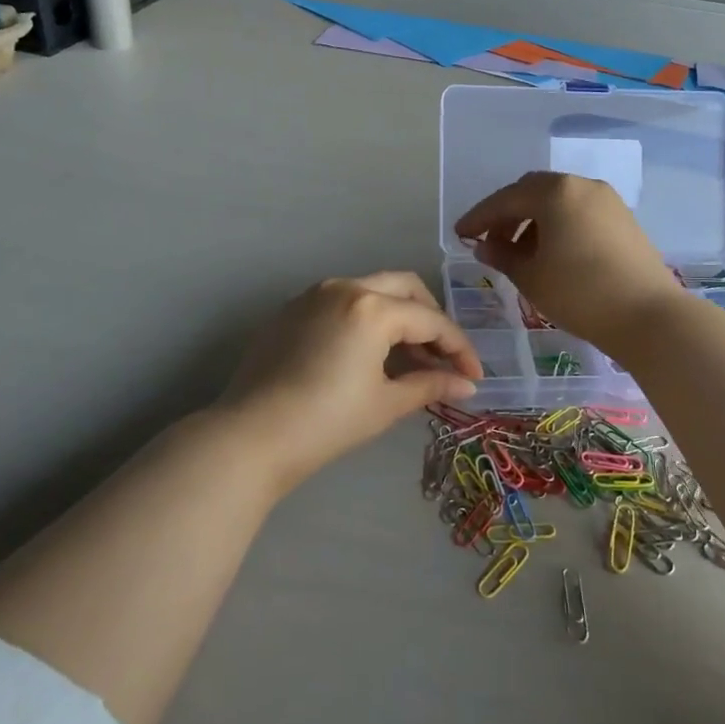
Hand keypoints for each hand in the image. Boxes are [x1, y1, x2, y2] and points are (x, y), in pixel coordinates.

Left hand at [217, 273, 481, 487]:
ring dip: (397, 316)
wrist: (251, 436)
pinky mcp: (291, 310)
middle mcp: (344, 287)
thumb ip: (430, 385)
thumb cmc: (326, 421)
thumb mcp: (386, 404)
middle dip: (430, 318)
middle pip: (404, 288)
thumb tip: (467, 385)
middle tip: (442, 355)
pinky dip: (365, 319)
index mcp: (372, 307)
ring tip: (408, 358)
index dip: (459, 348)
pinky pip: (342, 302)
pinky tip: (367, 354)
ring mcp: (313, 295)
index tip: (474, 375)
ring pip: (371, 290)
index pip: (430, 320)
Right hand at [454, 171, 686, 352]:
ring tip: (518, 252)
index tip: (460, 234)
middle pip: (532, 191)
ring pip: (557, 201)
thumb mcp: (531, 277)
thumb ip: (502, 256)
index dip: (479, 217)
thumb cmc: (580, 293)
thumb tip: (484, 246)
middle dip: (507, 214)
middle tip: (489, 241)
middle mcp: (581, 185)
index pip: (505, 199)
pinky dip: (557, 224)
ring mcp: (606, 199)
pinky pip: (578, 211)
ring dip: (532, 220)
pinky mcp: (622, 218)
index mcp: (554, 192)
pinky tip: (550, 252)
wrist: (649, 316)